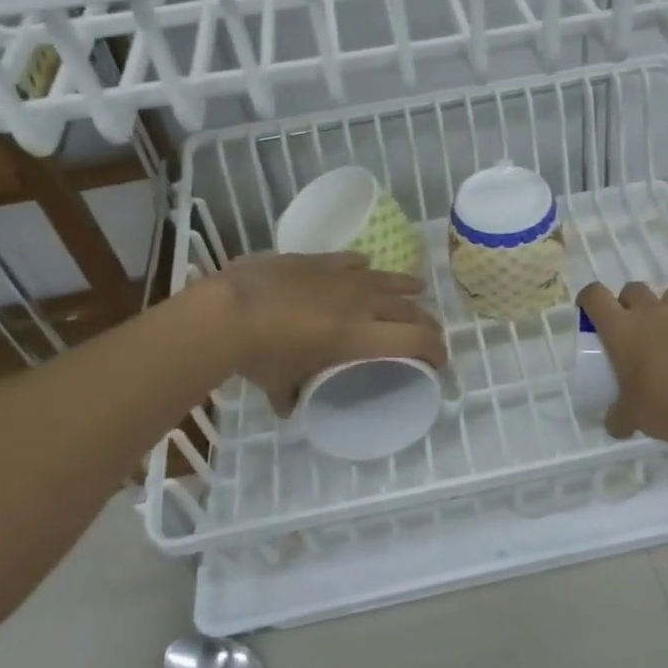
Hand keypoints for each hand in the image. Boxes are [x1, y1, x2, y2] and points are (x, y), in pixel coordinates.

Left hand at [215, 253, 446, 413]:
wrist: (228, 309)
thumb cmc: (260, 353)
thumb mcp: (279, 384)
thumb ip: (291, 396)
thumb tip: (289, 407)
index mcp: (360, 336)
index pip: (416, 340)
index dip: (436, 351)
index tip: (439, 362)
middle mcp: (361, 303)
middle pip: (409, 309)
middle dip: (426, 324)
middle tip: (429, 334)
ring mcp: (341, 277)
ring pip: (388, 279)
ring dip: (406, 288)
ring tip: (417, 290)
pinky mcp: (319, 260)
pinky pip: (352, 261)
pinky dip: (365, 269)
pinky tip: (365, 268)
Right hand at [577, 282, 667, 444]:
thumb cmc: (661, 405)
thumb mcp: (630, 416)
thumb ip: (618, 417)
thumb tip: (615, 426)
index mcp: (620, 329)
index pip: (595, 296)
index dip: (589, 298)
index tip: (590, 310)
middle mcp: (651, 312)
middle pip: (634, 289)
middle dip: (631, 302)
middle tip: (634, 327)